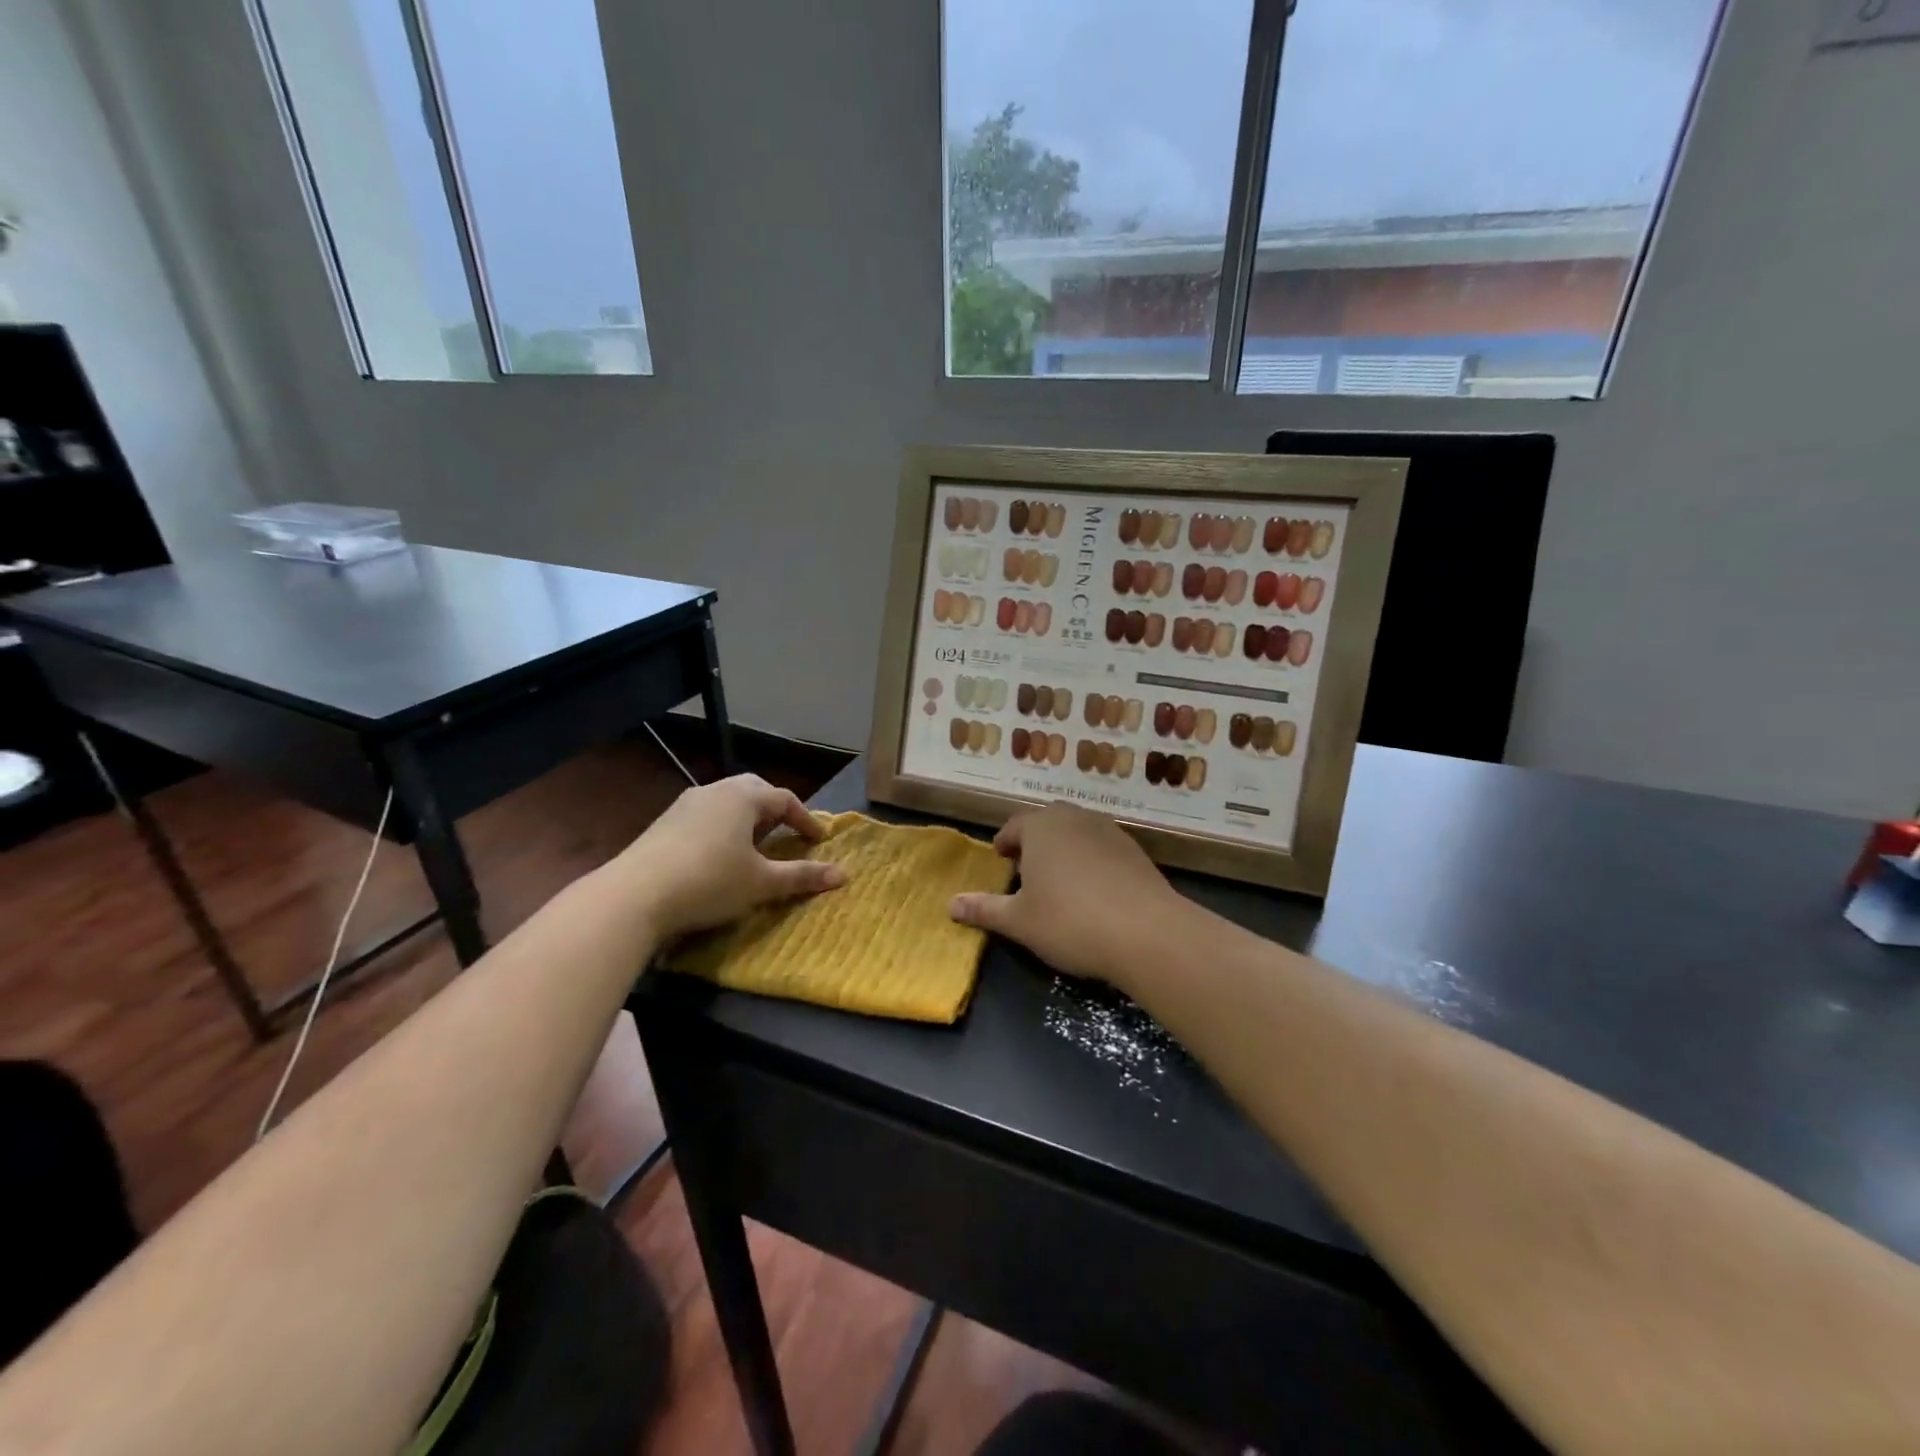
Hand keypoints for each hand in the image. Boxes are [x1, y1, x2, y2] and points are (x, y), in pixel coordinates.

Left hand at [616, 774, 843, 940]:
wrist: (634, 896)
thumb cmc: (710, 882)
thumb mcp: (762, 882)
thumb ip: (802, 876)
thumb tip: (843, 875)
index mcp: (744, 796)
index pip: (785, 799)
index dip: (806, 819)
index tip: (818, 841)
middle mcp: (715, 790)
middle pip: (754, 790)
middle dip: (775, 810)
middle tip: (787, 833)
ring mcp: (685, 804)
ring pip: (727, 801)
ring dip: (747, 818)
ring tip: (755, 844)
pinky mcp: (664, 822)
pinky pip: (705, 815)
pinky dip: (723, 827)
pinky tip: (719, 854)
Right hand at [949, 803, 1189, 988]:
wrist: (1146, 932)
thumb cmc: (1069, 922)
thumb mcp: (1019, 921)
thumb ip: (984, 909)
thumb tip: (950, 905)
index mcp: (1040, 827)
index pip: (1013, 826)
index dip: (1004, 843)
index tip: (1000, 859)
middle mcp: (1074, 818)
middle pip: (1047, 823)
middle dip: (1034, 841)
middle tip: (1026, 867)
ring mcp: (1108, 830)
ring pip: (1076, 832)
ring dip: (1064, 849)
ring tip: (1059, 879)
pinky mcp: (1134, 849)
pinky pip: (1102, 847)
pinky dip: (1091, 860)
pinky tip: (1093, 890)